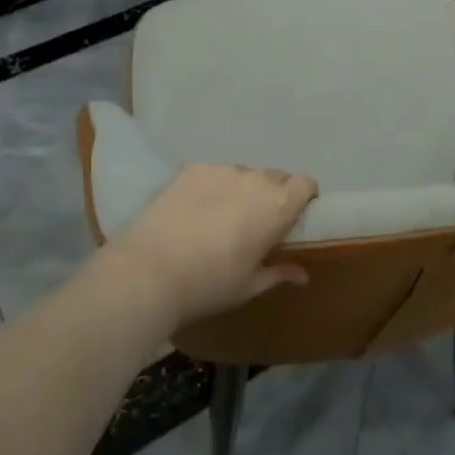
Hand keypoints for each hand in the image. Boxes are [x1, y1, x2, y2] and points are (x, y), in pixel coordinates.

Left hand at [102, 164, 317, 328]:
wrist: (148, 272)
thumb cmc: (209, 284)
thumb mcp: (249, 286)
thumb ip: (279, 273)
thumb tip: (303, 275)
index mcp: (278, 206)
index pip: (306, 184)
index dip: (303, 197)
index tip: (292, 216)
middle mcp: (256, 180)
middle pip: (275, 178)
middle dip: (271, 195)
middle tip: (253, 222)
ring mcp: (222, 170)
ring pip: (243, 175)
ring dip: (240, 190)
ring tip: (217, 217)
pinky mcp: (193, 169)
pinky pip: (213, 173)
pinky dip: (211, 187)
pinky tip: (192, 211)